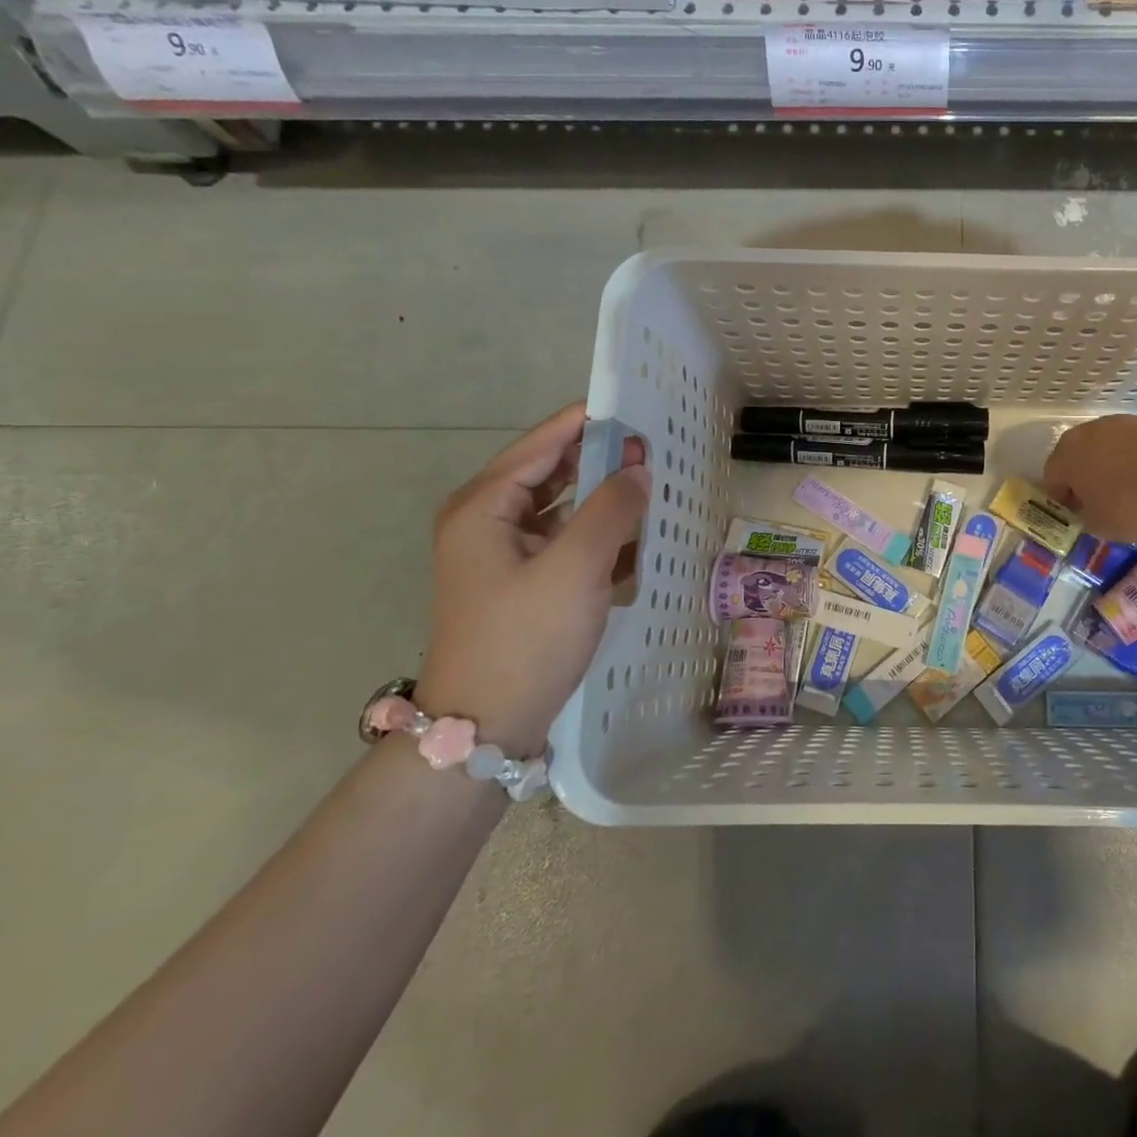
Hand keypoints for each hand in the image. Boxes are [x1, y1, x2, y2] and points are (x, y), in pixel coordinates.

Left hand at [417, 403, 649, 756]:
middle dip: (600, 460)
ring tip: (649, 486)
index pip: (542, 444)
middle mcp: (486, 522)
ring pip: (560, 508)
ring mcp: (502, 555)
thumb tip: (638, 468)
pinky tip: (632, 538)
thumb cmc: (524, 640)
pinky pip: (563, 541)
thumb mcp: (575, 567)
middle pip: (551, 472)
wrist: (484, 730)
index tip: (634, 407)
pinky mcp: (520, 583)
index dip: (587, 422)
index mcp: (484, 507)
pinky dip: (596, 534)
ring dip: (602, 498)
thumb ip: (612, 509)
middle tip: (652, 449)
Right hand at [1042, 414, 1136, 542]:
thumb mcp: (1102, 526)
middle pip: (1076, 461)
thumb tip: (1088, 512)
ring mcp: (1118, 424)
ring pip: (1105, 452)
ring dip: (1110, 471)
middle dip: (1084, 483)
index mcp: (1065, 456)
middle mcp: (1085, 433)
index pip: (1051, 480)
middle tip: (1099, 507)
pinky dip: (1134, 464)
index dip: (1060, 503)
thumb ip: (1086, 519)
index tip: (1076, 520)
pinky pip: (1131, 448)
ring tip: (1129, 495)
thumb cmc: (1134, 502)